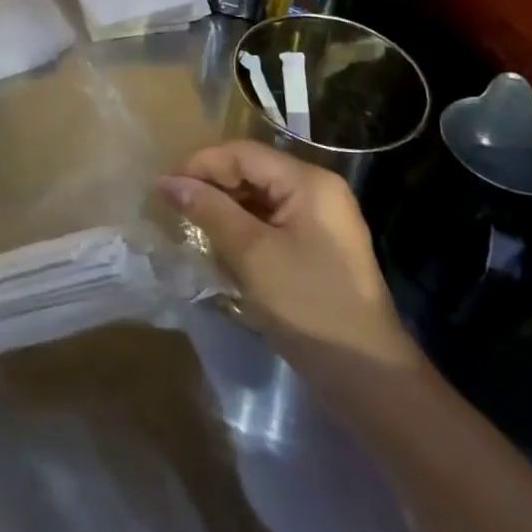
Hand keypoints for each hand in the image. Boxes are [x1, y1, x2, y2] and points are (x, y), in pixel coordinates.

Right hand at [159, 141, 419, 374]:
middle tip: (172, 209)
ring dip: (222, 210)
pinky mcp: (316, 247)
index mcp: (308, 182)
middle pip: (251, 172)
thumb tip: (166, 182)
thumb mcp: (251, 254)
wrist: (367, 377)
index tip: (163, 188)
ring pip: (257, 198)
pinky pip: (269, 223)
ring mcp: (319, 220)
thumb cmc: (308, 305)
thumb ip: (208, 210)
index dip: (200, 165)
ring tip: (189, 228)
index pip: (242, 154)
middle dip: (210, 187)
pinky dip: (241, 231)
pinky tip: (219, 249)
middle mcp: (317, 190)